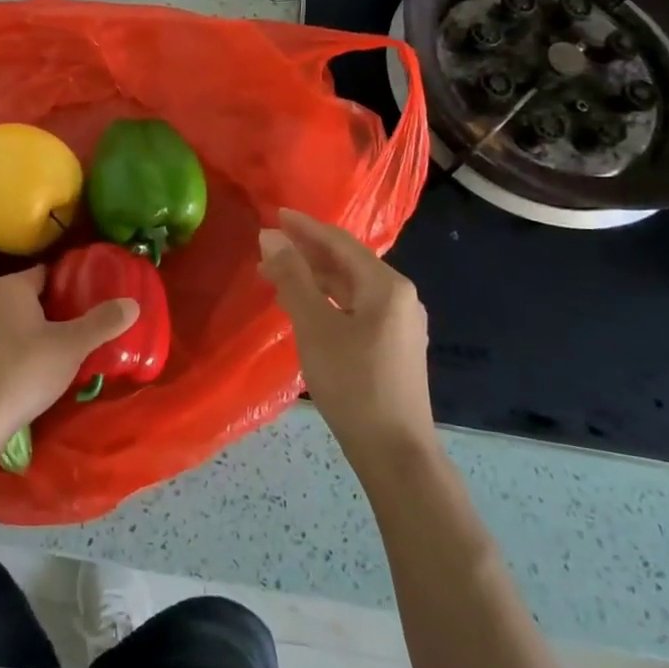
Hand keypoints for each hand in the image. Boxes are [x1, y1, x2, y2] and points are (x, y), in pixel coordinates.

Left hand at [0, 267, 137, 466]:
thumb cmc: (24, 372)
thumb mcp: (71, 346)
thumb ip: (102, 322)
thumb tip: (133, 303)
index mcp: (10, 286)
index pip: (48, 274)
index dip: (72, 286)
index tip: (93, 302)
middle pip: (32, 297)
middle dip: (57, 310)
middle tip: (85, 328)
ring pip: (15, 320)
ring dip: (37, 331)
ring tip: (65, 350)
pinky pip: (1, 341)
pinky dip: (19, 349)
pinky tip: (35, 370)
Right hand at [259, 208, 434, 459]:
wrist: (395, 452)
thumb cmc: (353, 383)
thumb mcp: (315, 326)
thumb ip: (292, 278)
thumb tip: (270, 236)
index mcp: (386, 285)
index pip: (340, 242)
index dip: (305, 227)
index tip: (275, 215)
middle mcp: (400, 297)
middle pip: (347, 263)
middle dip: (306, 253)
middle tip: (268, 247)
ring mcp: (400, 324)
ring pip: (351, 287)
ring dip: (314, 278)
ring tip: (277, 277)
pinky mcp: (394, 347)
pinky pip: (356, 308)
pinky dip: (328, 300)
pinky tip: (306, 308)